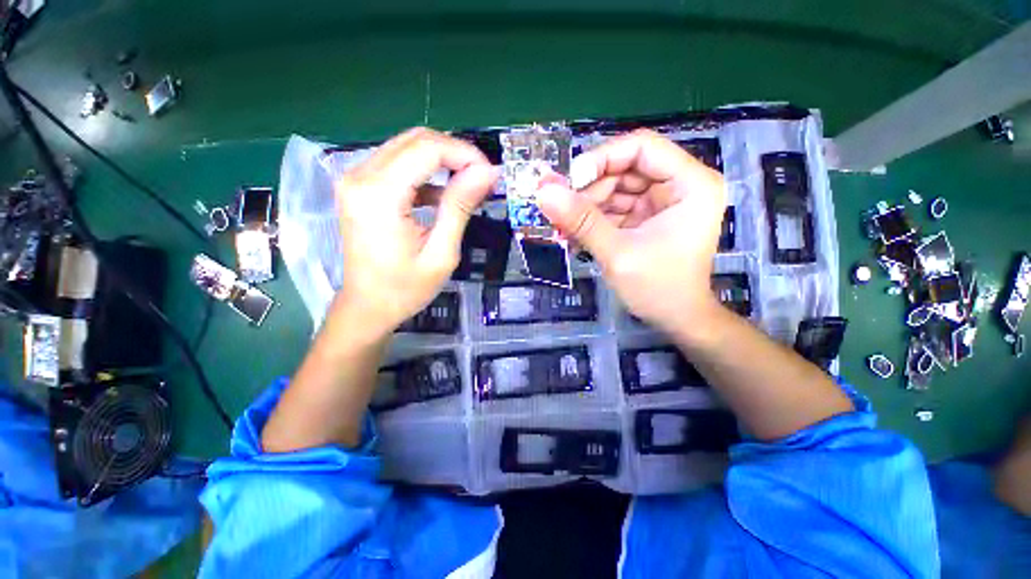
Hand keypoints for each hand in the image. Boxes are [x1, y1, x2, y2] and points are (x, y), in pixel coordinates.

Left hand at [334, 127, 496, 335]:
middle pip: (416, 140)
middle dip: (456, 154)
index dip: (464, 154)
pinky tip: (441, 196)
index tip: (490, 175)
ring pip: (407, 147)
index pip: (427, 149)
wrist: (367, 306)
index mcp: (379, 195)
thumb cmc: (406, 288)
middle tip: (482, 180)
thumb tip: (487, 172)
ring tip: (467, 187)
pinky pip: (398, 163)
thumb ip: (461, 206)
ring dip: (442, 161)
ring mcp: (355, 179)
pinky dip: (426, 172)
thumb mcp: (442, 252)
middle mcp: (360, 176)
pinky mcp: (359, 186)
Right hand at [537, 129, 725, 337]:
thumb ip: (581, 220)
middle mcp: (679, 185)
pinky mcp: (647, 217)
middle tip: (559, 212)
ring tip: (563, 229)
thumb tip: (543, 191)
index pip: (642, 147)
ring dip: (586, 208)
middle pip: (625, 168)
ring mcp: (662, 201)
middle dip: (589, 191)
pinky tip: (575, 235)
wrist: (675, 319)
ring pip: (615, 188)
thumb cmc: (657, 288)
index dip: (602, 158)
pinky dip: (593, 219)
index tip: (569, 182)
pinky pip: (615, 207)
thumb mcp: (617, 253)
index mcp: (690, 184)